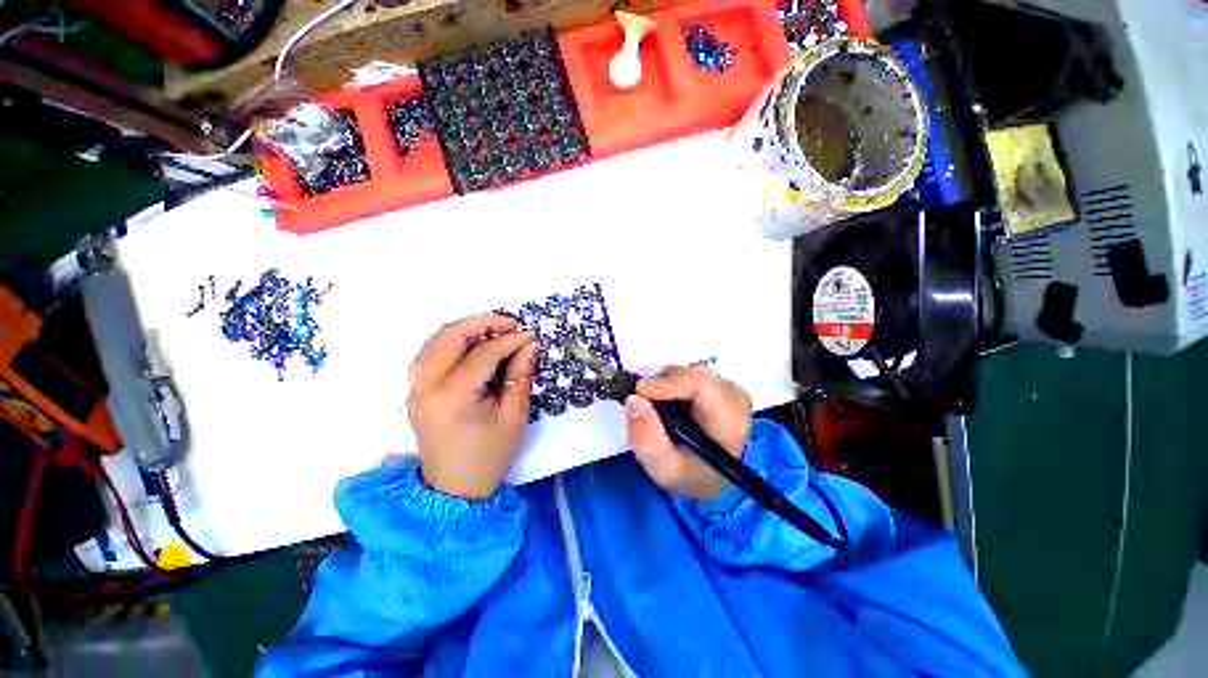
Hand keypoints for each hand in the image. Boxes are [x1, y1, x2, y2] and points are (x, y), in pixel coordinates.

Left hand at [407, 314, 538, 499]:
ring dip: (465, 329)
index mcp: (452, 398)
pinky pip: (430, 353)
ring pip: (435, 340)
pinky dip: (451, 342)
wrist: (455, 488)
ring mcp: (415, 388)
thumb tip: (529, 344)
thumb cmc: (490, 455)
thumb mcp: (514, 416)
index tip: (530, 334)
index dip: (510, 340)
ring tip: (494, 331)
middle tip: (510, 324)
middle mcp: (426, 387)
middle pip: (449, 337)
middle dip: (482, 323)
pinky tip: (472, 345)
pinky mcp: (415, 391)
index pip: (483, 354)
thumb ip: (520, 375)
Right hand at [626, 366, 752, 501]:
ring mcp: (731, 389)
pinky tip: (672, 404)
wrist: (713, 478)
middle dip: (664, 384)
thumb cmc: (691, 475)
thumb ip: (646, 439)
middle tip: (646, 403)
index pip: (700, 385)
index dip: (667, 383)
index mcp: (730, 421)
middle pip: (694, 375)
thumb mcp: (664, 469)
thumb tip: (634, 400)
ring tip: (660, 409)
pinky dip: (675, 385)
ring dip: (668, 385)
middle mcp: (735, 398)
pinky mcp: (723, 385)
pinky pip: (692, 374)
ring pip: (691, 372)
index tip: (640, 391)